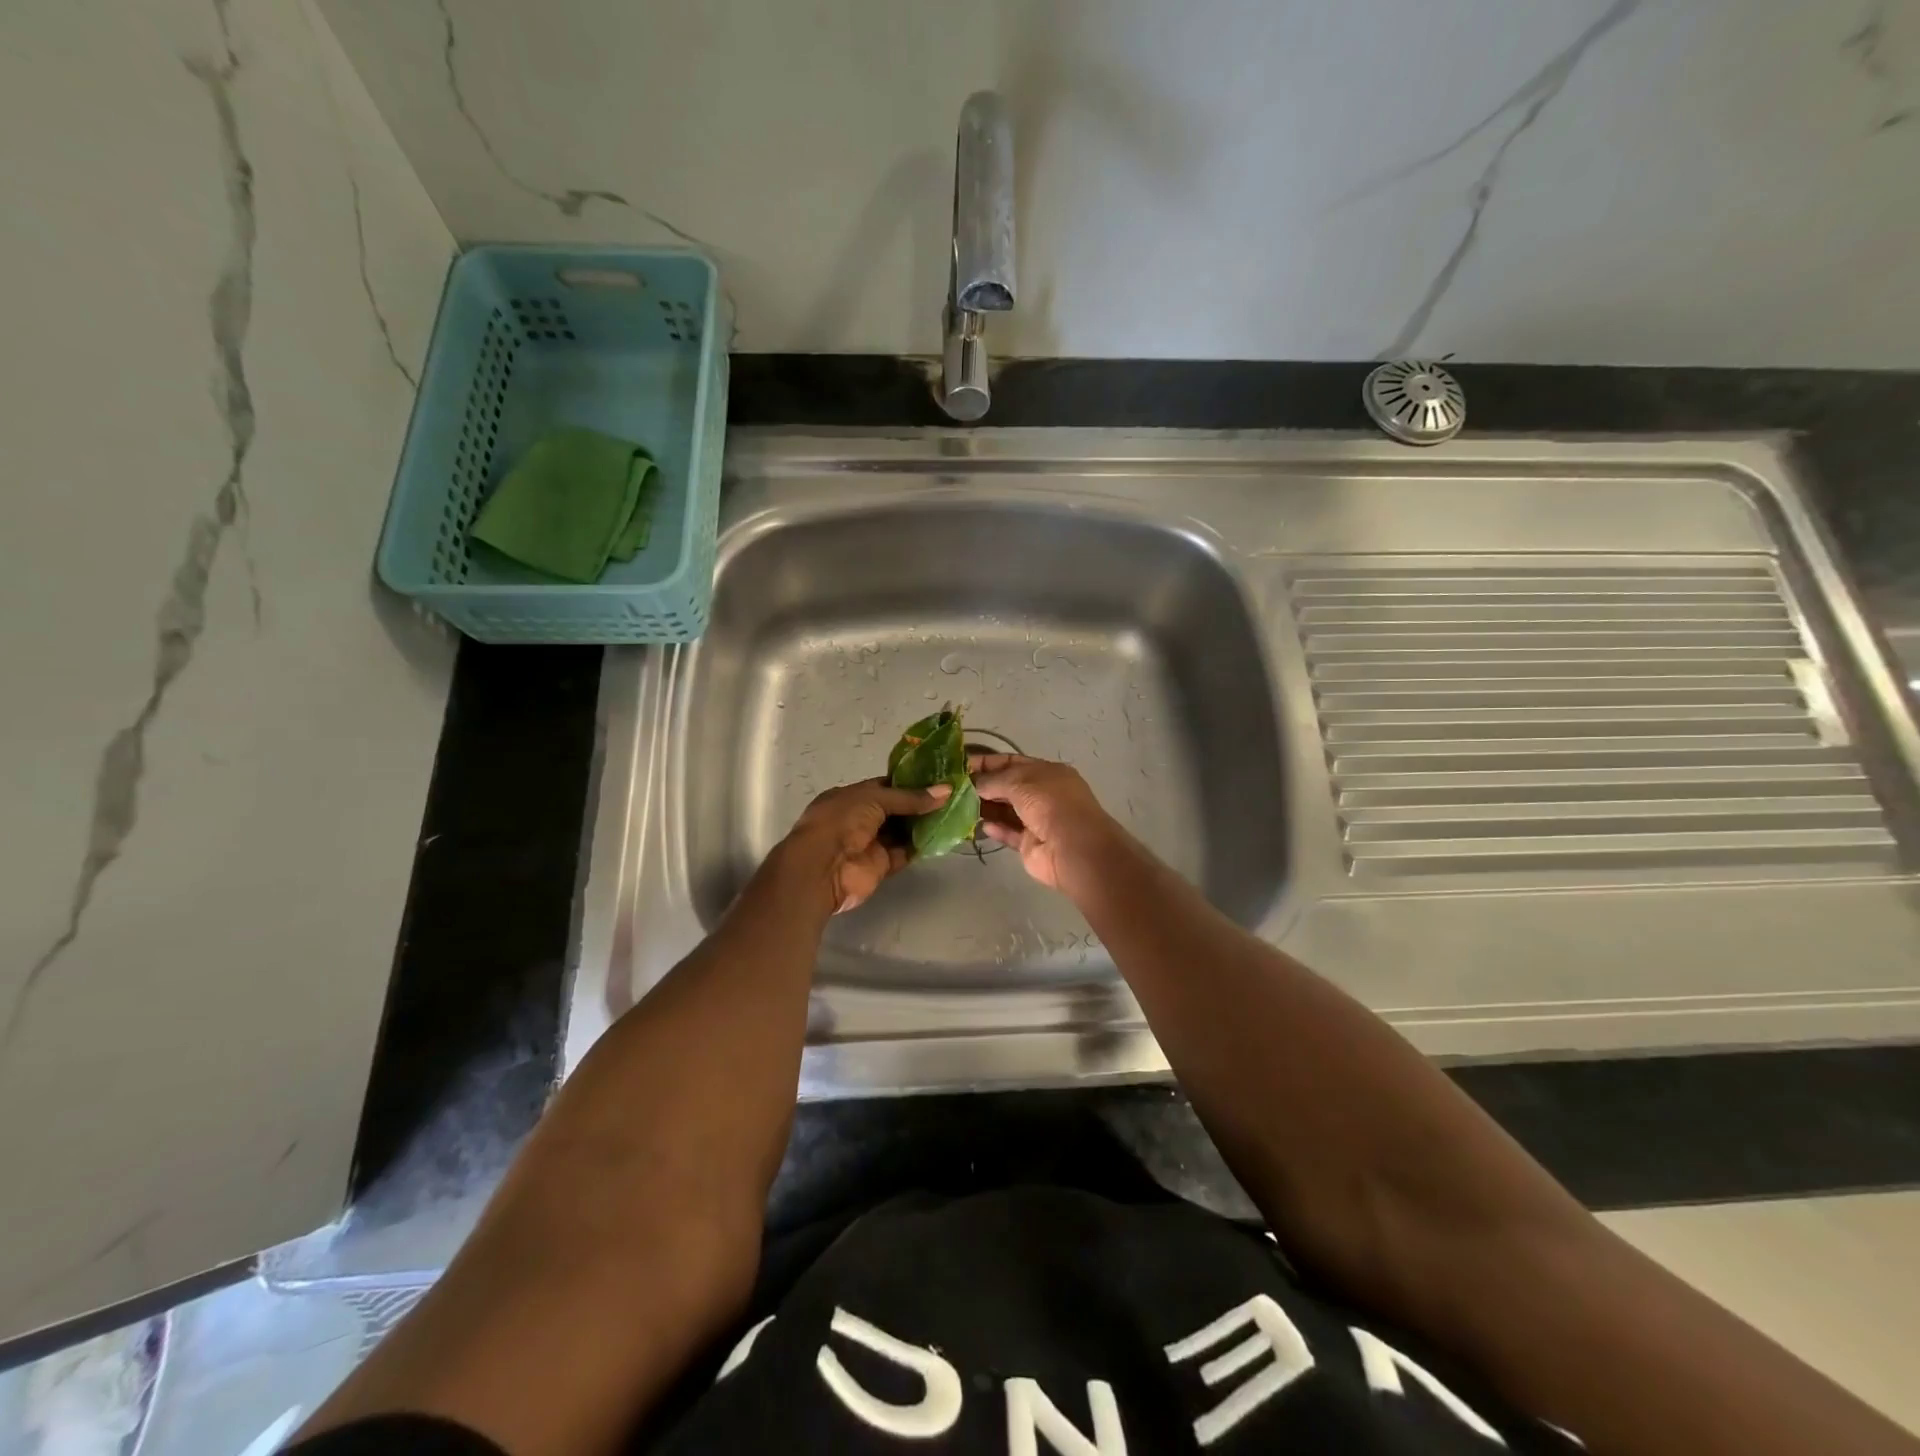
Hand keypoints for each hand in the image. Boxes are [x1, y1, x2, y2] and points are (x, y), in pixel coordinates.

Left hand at [780, 778, 951, 912]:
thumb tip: (946, 790)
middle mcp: (861, 818)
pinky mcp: (881, 865)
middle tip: (952, 795)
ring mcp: (871, 843)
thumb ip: (910, 797)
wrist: (822, 869)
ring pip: (902, 831)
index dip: (910, 782)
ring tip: (954, 812)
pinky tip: (942, 836)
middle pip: (896, 809)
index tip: (937, 778)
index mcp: (852, 796)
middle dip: (920, 803)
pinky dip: (920, 846)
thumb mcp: (874, 799)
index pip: (885, 786)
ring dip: (923, 824)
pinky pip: (904, 853)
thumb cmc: (841, 821)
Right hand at [968, 753, 1124, 895]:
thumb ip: (993, 780)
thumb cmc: (1050, 803)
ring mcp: (1037, 820)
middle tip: (954, 788)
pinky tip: (980, 826)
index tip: (960, 766)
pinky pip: (1009, 833)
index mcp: (1046, 773)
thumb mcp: (1019, 781)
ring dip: (985, 808)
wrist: (1073, 847)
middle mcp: (1043, 794)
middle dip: (983, 786)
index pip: (1011, 762)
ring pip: (1006, 811)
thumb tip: (972, 783)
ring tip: (959, 806)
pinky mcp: (1030, 844)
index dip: (987, 763)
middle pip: (1007, 787)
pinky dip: (995, 829)